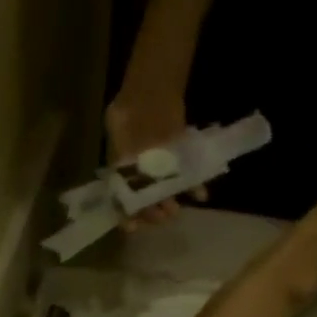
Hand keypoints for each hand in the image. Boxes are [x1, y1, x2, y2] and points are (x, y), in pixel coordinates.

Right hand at [106, 92, 206, 228]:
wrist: (151, 90)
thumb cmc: (128, 109)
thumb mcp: (116, 126)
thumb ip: (119, 150)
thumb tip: (123, 171)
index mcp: (121, 174)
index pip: (122, 202)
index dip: (126, 216)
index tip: (133, 226)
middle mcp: (139, 178)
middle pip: (145, 202)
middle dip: (152, 212)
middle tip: (160, 216)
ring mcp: (160, 172)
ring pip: (164, 194)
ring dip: (170, 204)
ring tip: (175, 211)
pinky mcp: (179, 164)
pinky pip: (187, 179)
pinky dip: (195, 187)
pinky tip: (200, 195)